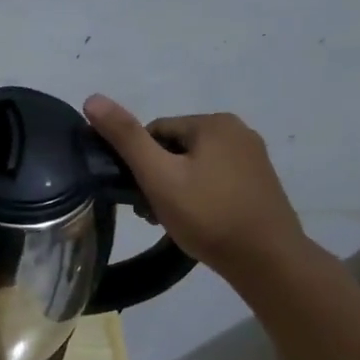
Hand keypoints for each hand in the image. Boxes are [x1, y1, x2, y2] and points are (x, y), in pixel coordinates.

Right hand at [83, 94, 306, 282]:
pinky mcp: (258, 182)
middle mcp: (237, 131)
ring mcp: (252, 157)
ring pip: (192, 166)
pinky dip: (197, 196)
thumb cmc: (207, 215)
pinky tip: (195, 220)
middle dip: (156, 177)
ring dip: (174, 188)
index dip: (138, 164)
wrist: (267, 260)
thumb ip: (125, 137)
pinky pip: (213, 179)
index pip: (153, 133)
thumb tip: (92, 99)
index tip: (139, 195)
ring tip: (171, 219)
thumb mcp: (158, 176)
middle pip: (173, 148)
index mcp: (213, 122)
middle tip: (151, 212)